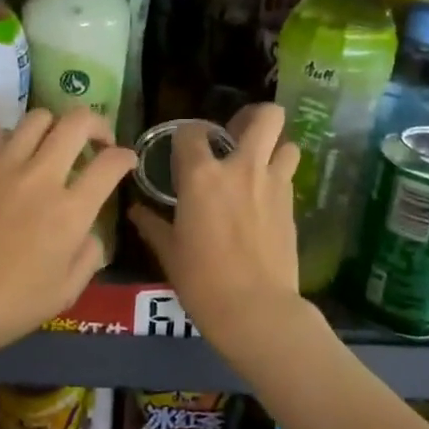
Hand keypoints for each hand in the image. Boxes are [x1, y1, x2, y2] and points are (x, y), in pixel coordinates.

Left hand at [0, 107, 136, 365]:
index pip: (110, 164)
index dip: (125, 157)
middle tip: (96, 141)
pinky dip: (13, 139)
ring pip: (37, 118)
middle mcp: (40, 177)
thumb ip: (88, 256)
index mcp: (70, 211)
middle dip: (96, 124)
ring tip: (52, 145)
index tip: (126, 160)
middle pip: (76, 123)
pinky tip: (11, 158)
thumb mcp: (63, 294)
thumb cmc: (5, 308)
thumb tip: (89, 231)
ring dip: (54, 126)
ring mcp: (1, 167)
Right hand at [128, 102, 302, 342]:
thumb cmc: (203, 281)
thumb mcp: (170, 253)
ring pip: (288, 143)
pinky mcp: (293, 205)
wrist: (256, 310)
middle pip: (265, 117)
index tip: (182, 152)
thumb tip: (136, 212)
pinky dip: (278, 177)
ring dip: (274, 147)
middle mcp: (241, 168)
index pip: (191, 132)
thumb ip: (153, 225)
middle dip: (253, 117)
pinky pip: (288, 176)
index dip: (185, 137)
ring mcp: (273, 184)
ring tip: (258, 165)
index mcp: (202, 176)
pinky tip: (264, 199)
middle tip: (236, 136)